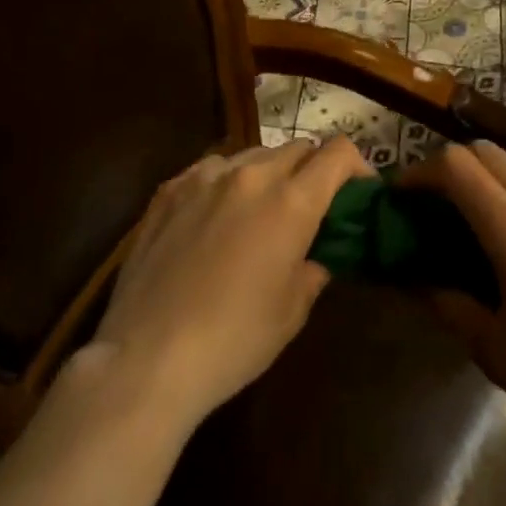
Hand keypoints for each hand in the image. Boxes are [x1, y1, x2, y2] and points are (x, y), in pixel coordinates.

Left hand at [92, 136, 372, 429]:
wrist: (147, 358)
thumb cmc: (233, 340)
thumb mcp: (292, 311)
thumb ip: (313, 268)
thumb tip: (316, 254)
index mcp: (291, 202)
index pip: (337, 153)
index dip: (357, 166)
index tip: (358, 192)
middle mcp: (250, 175)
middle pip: (297, 148)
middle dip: (314, 169)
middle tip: (312, 206)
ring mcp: (203, 177)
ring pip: (252, 154)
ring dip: (269, 173)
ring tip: (261, 210)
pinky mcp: (168, 190)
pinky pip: (210, 170)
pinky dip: (226, 182)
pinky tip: (215, 216)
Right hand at [403, 141, 505, 445]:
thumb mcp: (495, 350)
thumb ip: (451, 305)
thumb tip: (418, 282)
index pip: (456, 167)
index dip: (421, 172)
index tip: (403, 193)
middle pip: (488, 151)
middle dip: (454, 167)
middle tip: (440, 201)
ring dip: (498, 167)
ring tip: (490, 204)